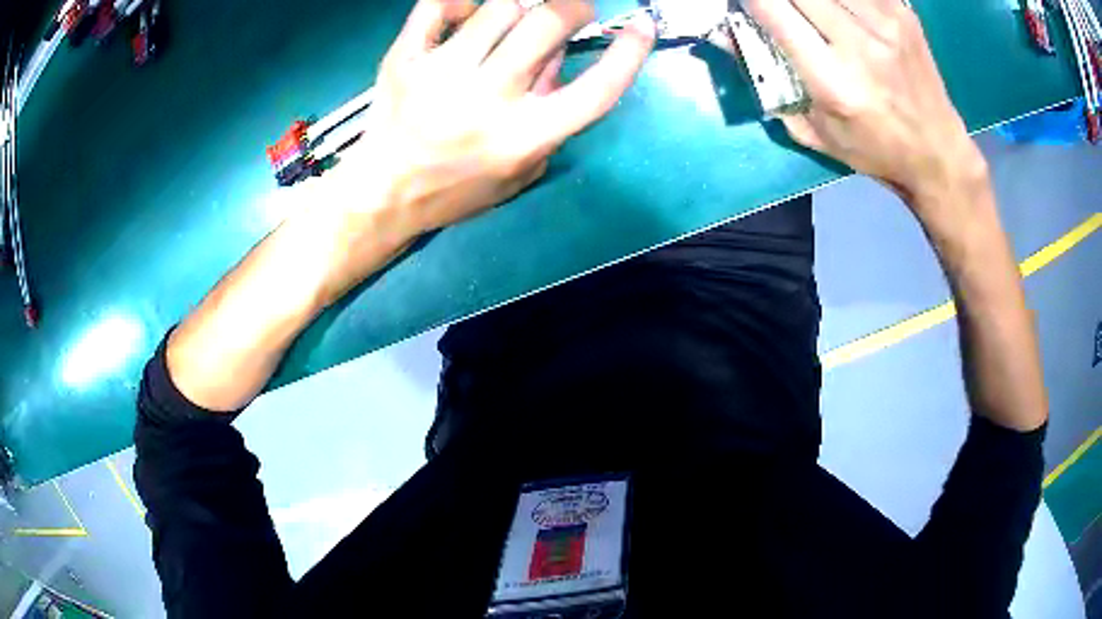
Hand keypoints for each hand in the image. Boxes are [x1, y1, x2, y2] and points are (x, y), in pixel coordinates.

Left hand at [342, 0, 655, 235]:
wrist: (384, 193)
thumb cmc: (456, 189)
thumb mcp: (520, 171)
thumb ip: (551, 118)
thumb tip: (560, 56)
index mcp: (525, 137)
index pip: (596, 89)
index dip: (629, 54)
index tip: (641, 28)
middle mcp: (488, 99)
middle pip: (549, 22)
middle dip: (573, 7)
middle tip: (571, 12)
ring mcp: (442, 74)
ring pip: (501, 6)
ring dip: (519, 7)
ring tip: (512, 22)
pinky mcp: (405, 59)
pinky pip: (438, 5)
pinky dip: (459, 0)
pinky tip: (464, 12)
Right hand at [745, 0, 987, 209]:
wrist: (938, 153)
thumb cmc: (873, 151)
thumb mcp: (813, 131)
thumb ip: (765, 82)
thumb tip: (724, 33)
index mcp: (833, 81)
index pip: (773, 9)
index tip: (748, 4)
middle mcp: (860, 46)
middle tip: (779, 7)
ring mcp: (886, 23)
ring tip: (810, 12)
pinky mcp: (903, 12)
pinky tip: (838, 11)